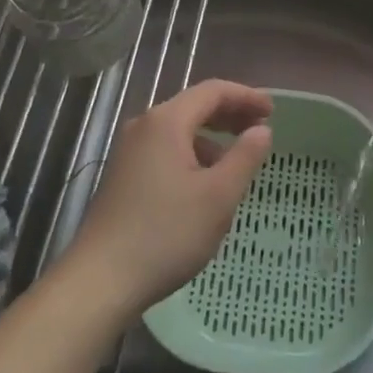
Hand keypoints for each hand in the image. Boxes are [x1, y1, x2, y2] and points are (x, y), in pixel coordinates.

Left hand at [68, 80, 272, 315]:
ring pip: (179, 130)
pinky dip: (191, 154)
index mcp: (167, 121)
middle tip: (260, 128)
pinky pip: (165, 149)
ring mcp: (129, 151)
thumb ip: (245, 157)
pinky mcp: (122, 175)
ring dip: (211, 136)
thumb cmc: (166, 233)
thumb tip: (261, 130)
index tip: (272, 111)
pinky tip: (203, 184)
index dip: (246, 96)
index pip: (213, 91)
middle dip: (230, 114)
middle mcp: (145, 126)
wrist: (100, 280)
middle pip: (194, 106)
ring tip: (236, 160)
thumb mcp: (219, 196)